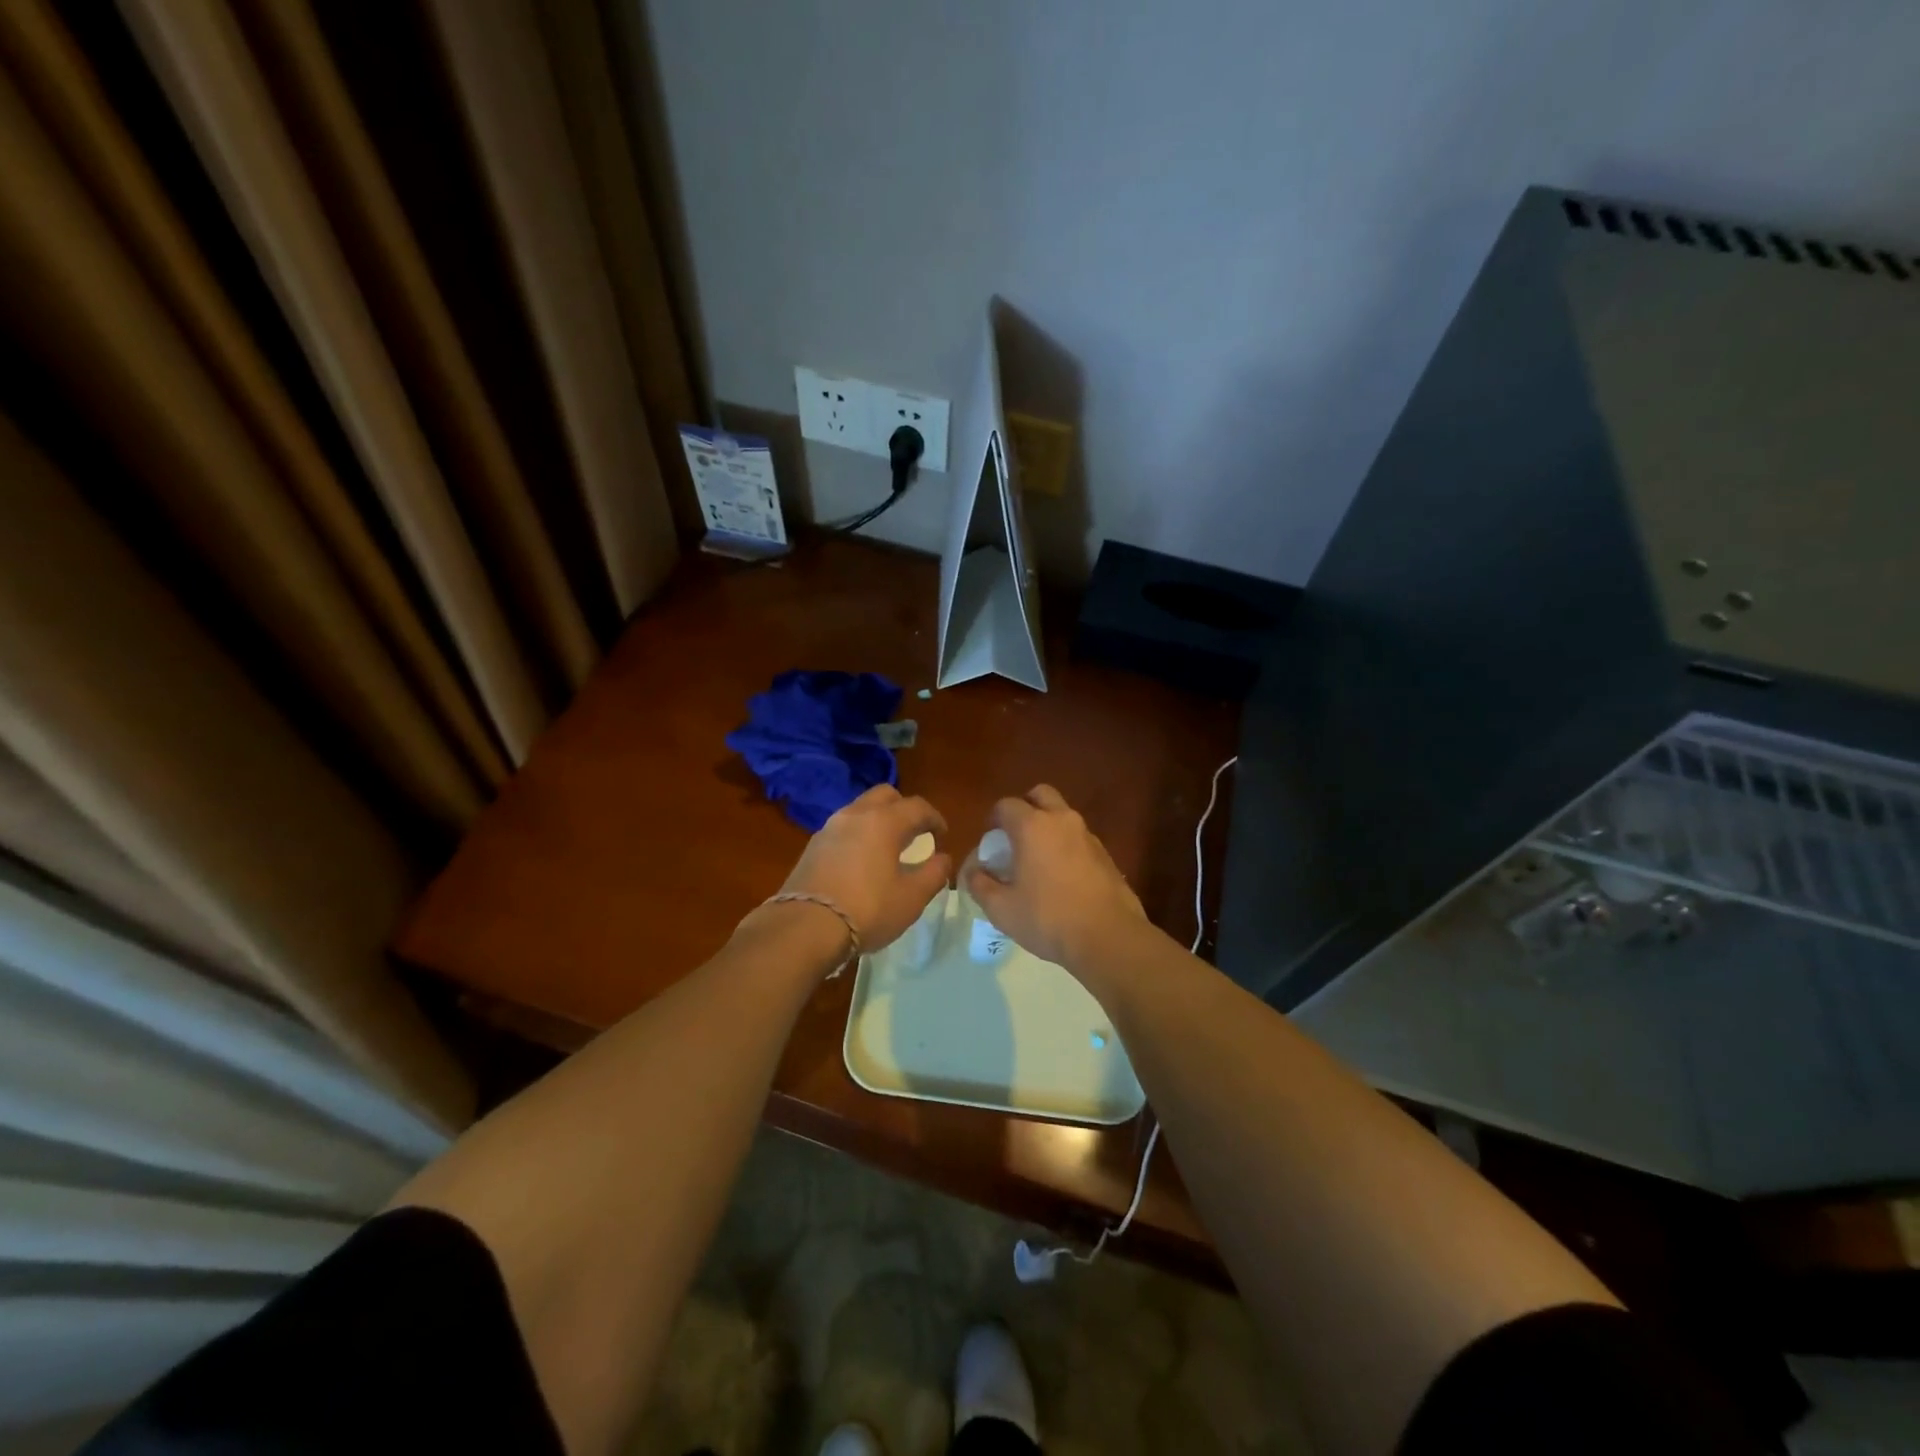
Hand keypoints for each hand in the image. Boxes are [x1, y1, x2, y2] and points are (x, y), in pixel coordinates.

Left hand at [778, 785, 951, 952]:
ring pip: (861, 809)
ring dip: (879, 820)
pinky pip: (843, 828)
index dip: (935, 818)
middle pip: (886, 796)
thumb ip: (934, 873)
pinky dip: (859, 834)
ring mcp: (829, 828)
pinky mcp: (812, 846)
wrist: (804, 927)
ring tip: (888, 847)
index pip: (917, 806)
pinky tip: (862, 861)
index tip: (942, 835)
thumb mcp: (912, 897)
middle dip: (904, 809)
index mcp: (884, 821)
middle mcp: (855, 815)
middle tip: (915, 833)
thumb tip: (942, 858)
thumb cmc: (868, 909)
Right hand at [963, 785, 1147, 972]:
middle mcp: (1062, 820)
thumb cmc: (1048, 918)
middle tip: (1015, 837)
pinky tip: (1062, 877)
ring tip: (1038, 861)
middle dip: (1025, 808)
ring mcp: (1088, 835)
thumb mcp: (1001, 908)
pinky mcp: (1106, 854)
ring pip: (1063, 815)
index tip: (990, 842)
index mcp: (1032, 826)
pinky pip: (1079, 838)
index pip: (1006, 805)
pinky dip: (1066, 846)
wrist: (1108, 937)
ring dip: (1048, 827)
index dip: (994, 820)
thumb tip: (973, 871)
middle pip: (1040, 795)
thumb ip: (980, 884)